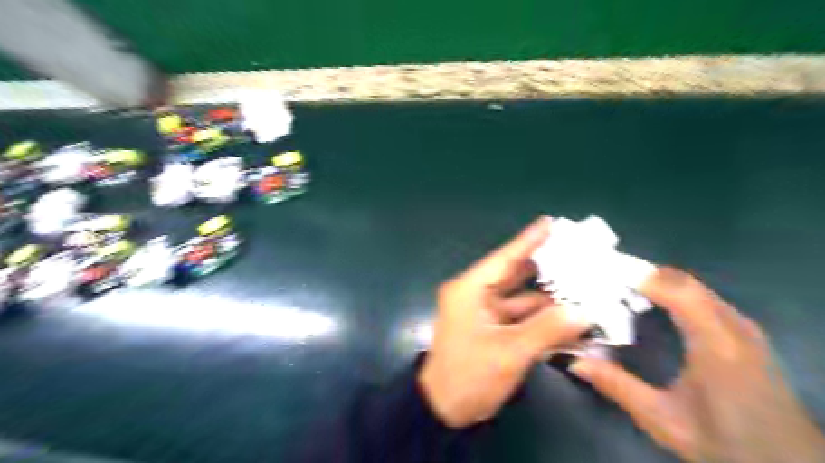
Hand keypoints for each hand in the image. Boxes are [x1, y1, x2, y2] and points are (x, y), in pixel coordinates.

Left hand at [421, 219, 588, 427]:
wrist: (445, 409)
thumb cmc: (468, 376)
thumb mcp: (508, 353)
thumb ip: (546, 330)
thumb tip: (582, 312)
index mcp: (470, 290)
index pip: (504, 258)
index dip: (528, 240)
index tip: (549, 222)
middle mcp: (476, 295)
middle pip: (514, 275)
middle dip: (544, 267)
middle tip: (575, 253)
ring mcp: (484, 313)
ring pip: (520, 297)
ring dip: (547, 296)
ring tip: (581, 284)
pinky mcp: (492, 329)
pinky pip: (520, 317)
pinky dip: (541, 317)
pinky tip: (568, 316)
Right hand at [568, 267, 823, 462]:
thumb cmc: (725, 442)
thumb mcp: (663, 419)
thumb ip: (618, 386)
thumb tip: (574, 362)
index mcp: (716, 344)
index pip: (677, 290)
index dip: (640, 275)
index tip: (602, 272)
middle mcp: (733, 326)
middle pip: (683, 281)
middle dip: (642, 273)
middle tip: (604, 276)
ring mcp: (742, 326)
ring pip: (694, 286)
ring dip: (656, 280)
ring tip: (620, 285)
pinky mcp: (744, 332)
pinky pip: (702, 296)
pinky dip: (672, 290)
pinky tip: (652, 302)